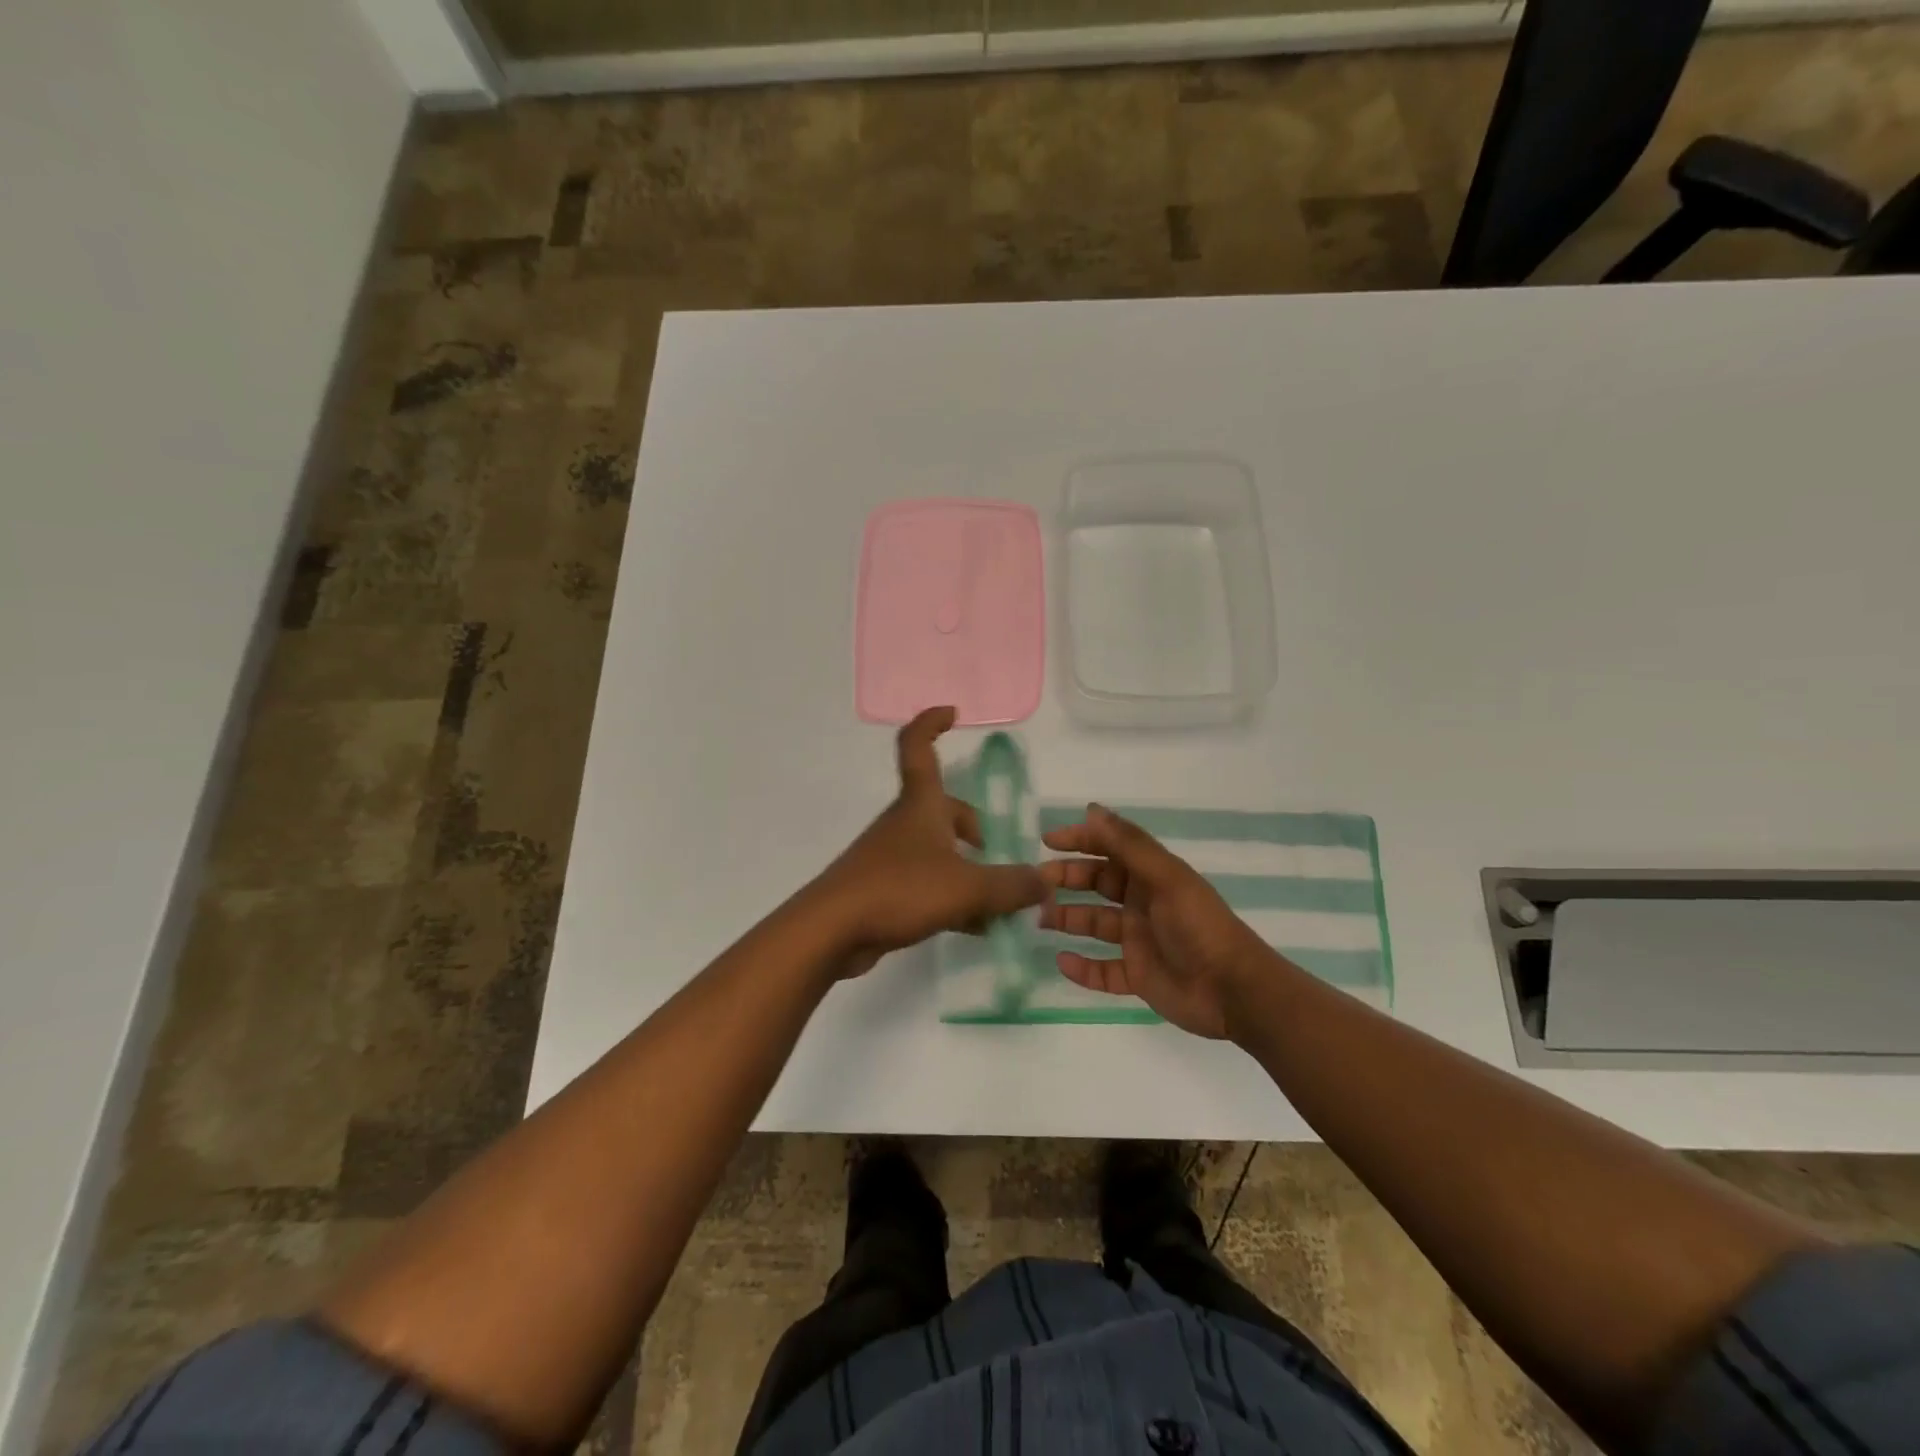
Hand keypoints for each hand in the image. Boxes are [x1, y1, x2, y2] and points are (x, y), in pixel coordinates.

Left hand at [811, 707, 1048, 975]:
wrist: (832, 931)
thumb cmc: (900, 890)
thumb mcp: (968, 888)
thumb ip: (1011, 885)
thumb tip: (1045, 881)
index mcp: (921, 805)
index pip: (919, 747)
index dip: (932, 723)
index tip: (953, 713)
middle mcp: (904, 823)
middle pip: (940, 807)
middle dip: (970, 824)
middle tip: (992, 849)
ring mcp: (891, 856)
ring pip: (936, 849)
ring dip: (966, 867)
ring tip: (997, 901)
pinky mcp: (884, 889)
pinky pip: (927, 883)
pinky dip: (952, 896)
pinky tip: (975, 927)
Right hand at [1039, 805, 1269, 1038]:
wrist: (1234, 991)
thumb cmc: (1199, 927)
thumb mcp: (1166, 879)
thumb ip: (1129, 845)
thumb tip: (1092, 810)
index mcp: (1152, 876)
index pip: (1110, 848)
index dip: (1080, 840)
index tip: (1047, 841)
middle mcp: (1142, 903)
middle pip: (1097, 884)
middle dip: (1067, 880)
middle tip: (1035, 884)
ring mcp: (1139, 940)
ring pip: (1095, 924)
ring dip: (1068, 920)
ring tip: (1040, 919)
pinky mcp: (1138, 975)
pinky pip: (1103, 970)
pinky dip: (1082, 968)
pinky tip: (1061, 962)